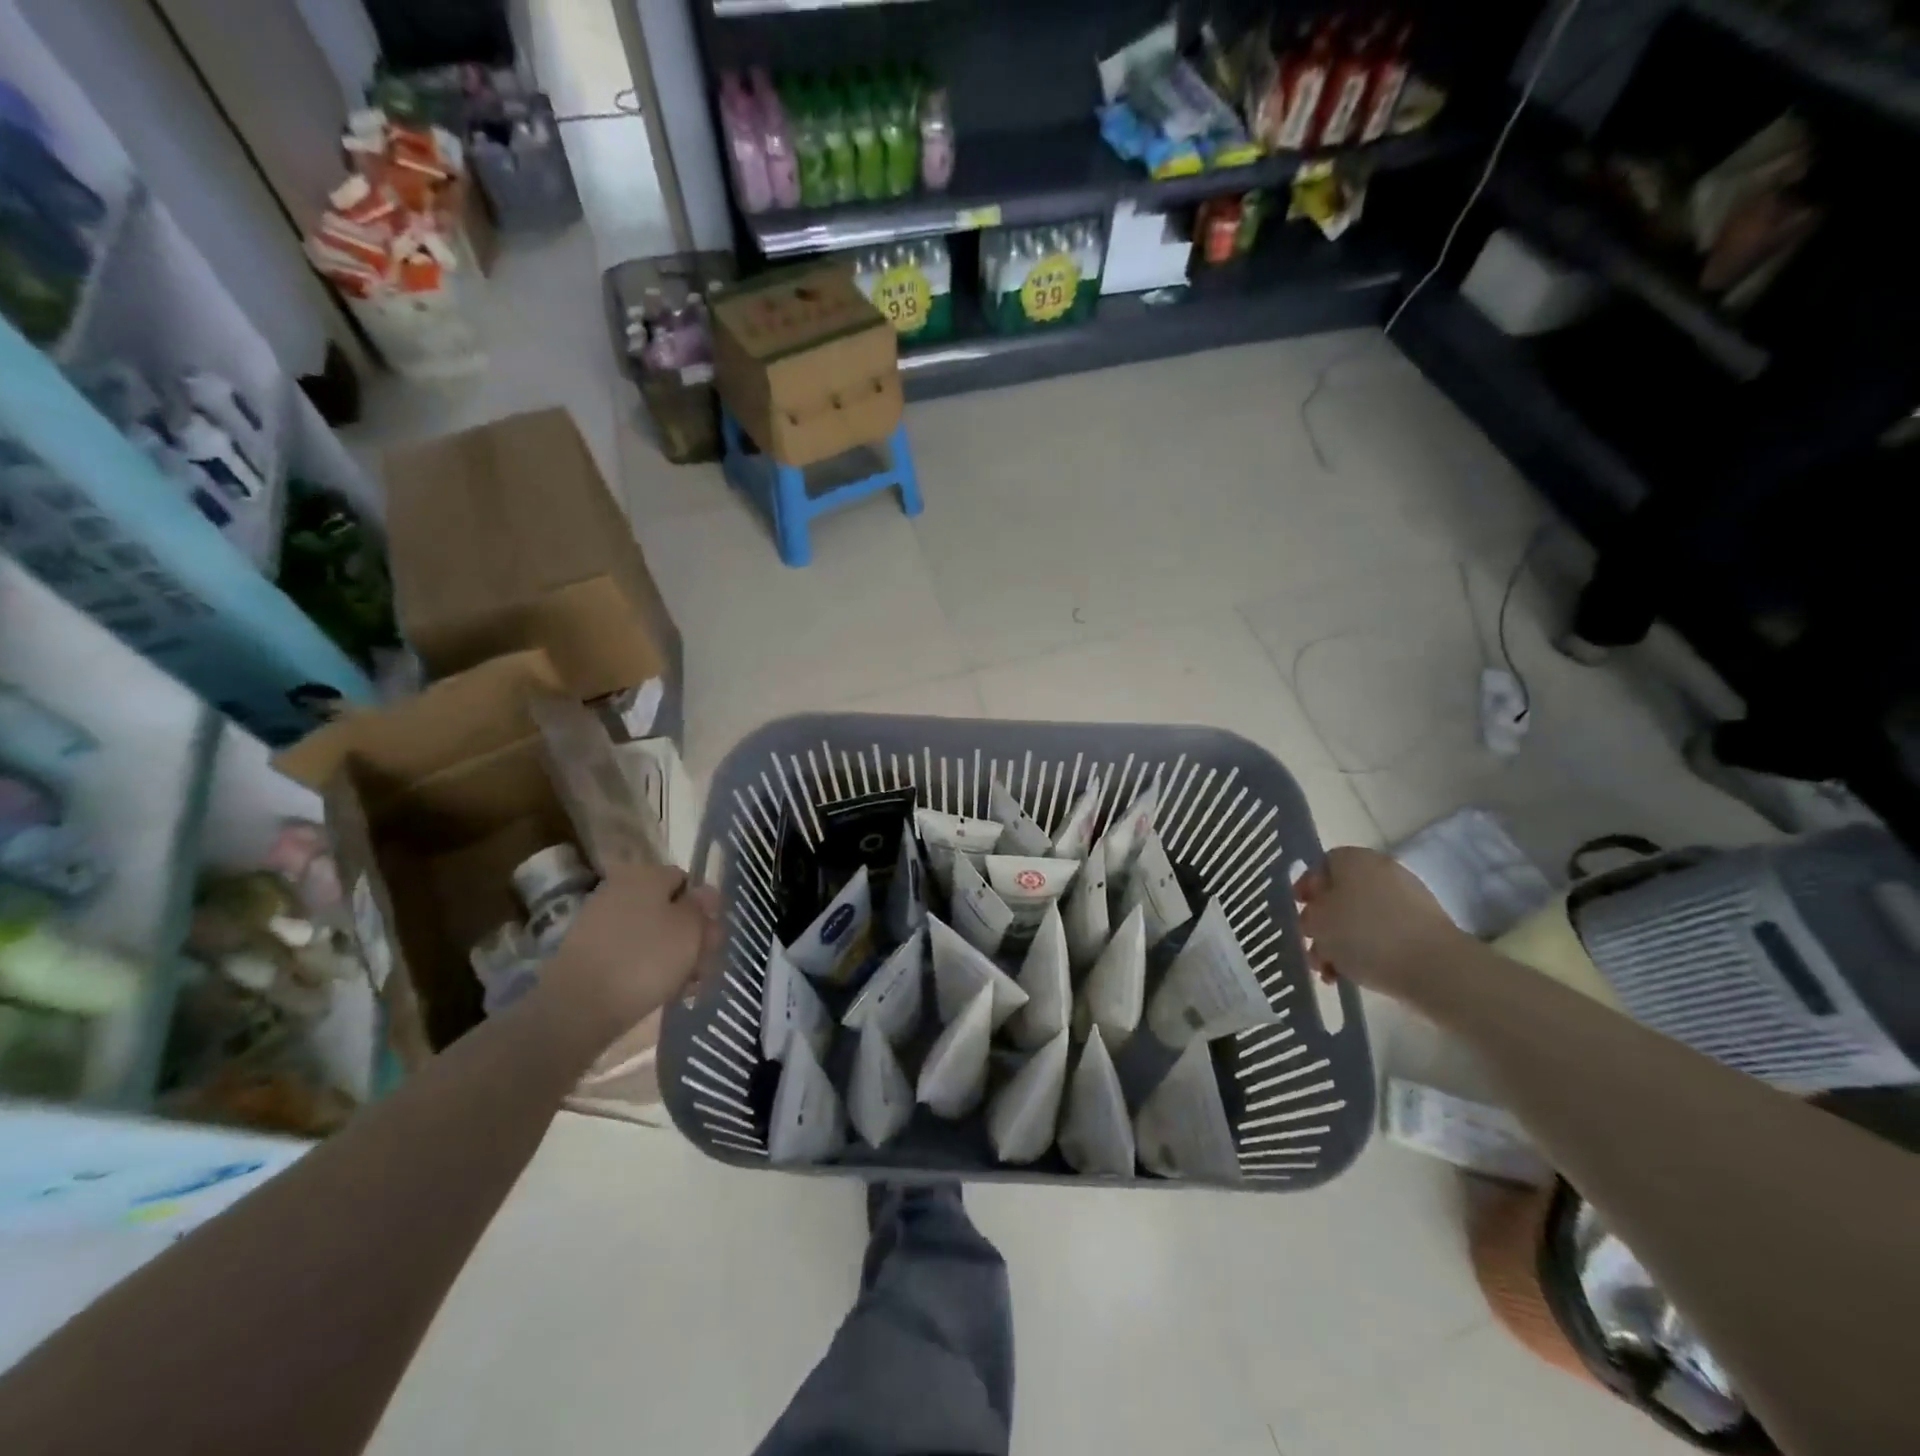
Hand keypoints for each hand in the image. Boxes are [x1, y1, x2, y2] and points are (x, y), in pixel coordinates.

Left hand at [536, 862, 721, 1040]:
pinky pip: (628, 952)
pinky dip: (645, 967)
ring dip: (671, 955)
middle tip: (703, 966)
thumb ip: (702, 907)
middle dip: (689, 935)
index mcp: (646, 874)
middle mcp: (620, 889)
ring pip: (649, 932)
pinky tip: (658, 991)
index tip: (712, 938)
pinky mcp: (587, 952)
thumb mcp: (690, 929)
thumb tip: (704, 893)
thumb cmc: (645, 959)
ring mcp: (600, 920)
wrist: (578, 1007)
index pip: (685, 880)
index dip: (703, 908)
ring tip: (685, 986)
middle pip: (667, 908)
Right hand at [1294, 847, 1468, 998]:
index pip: (1321, 865)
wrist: (1433, 967)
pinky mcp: (1423, 927)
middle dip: (1323, 923)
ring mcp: (1407, 898)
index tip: (1298, 913)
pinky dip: (1367, 951)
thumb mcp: (1317, 922)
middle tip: (1312, 947)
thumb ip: (1309, 912)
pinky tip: (1354, 975)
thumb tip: (1317, 912)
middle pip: (1340, 894)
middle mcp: (1381, 870)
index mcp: (1353, 858)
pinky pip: (1384, 934)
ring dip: (1341, 943)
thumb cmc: (1364, 935)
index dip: (1306, 889)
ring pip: (1360, 918)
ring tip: (1330, 972)